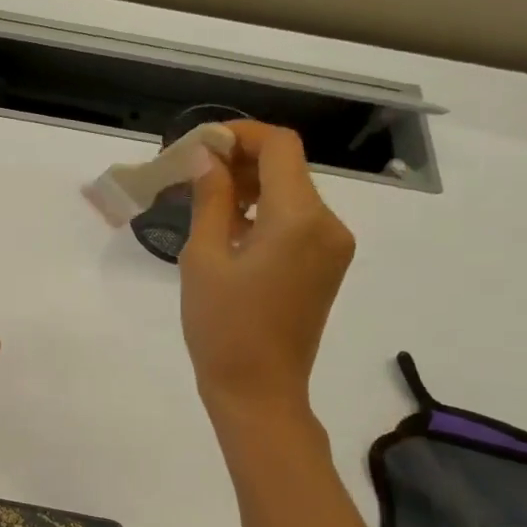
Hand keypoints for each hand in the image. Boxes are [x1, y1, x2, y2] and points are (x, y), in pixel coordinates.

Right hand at [178, 124, 354, 433]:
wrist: (259, 392)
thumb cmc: (222, 327)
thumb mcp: (203, 258)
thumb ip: (210, 199)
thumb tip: (207, 158)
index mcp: (299, 218)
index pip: (280, 146)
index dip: (240, 135)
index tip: (200, 145)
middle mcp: (328, 224)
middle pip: (288, 168)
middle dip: (242, 161)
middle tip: (192, 175)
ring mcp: (333, 246)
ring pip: (293, 194)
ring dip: (252, 188)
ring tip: (205, 204)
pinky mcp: (328, 266)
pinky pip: (298, 222)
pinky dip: (266, 214)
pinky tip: (231, 232)